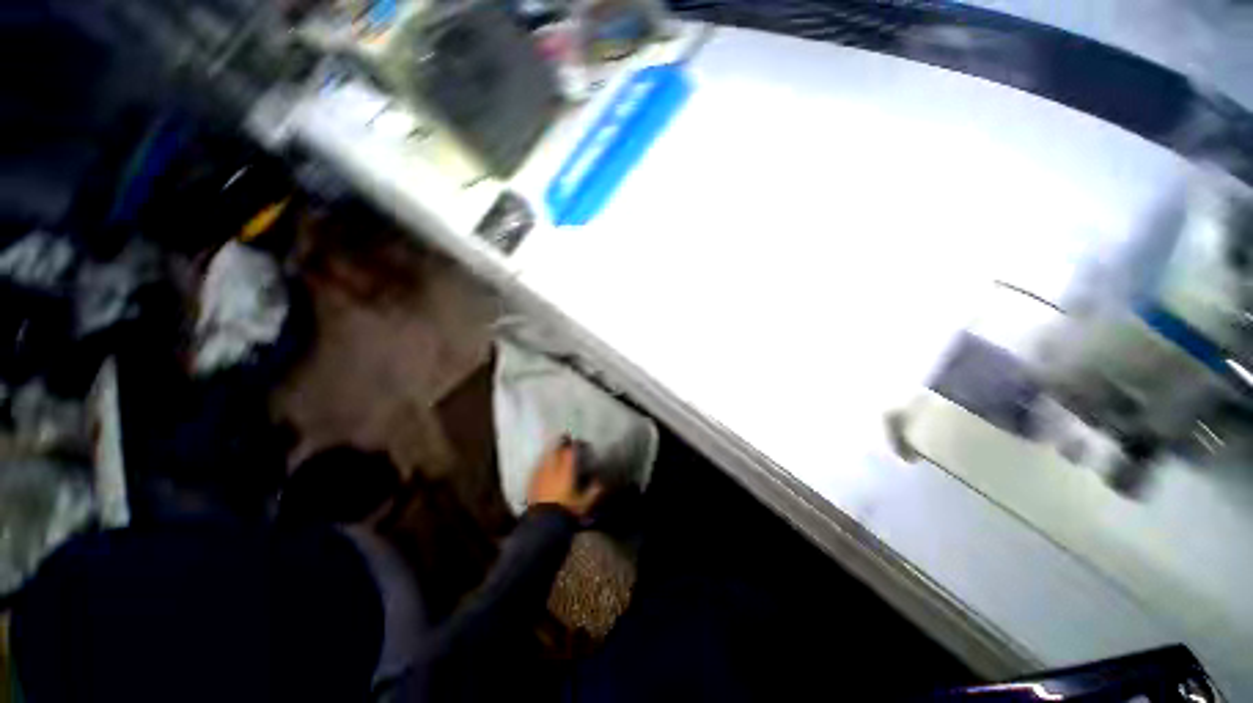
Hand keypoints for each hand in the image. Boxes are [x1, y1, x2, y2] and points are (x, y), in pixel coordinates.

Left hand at [527, 438, 602, 517]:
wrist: (543, 523)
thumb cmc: (567, 510)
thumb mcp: (584, 503)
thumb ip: (593, 491)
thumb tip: (599, 482)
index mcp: (566, 470)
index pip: (570, 452)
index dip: (574, 445)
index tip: (577, 442)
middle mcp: (553, 468)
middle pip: (555, 450)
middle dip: (560, 444)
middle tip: (565, 440)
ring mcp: (540, 474)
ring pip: (545, 457)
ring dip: (550, 452)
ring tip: (553, 450)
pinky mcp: (531, 482)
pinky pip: (537, 468)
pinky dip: (541, 464)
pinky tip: (542, 466)